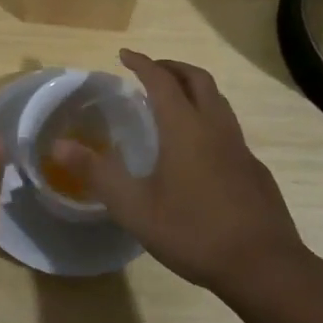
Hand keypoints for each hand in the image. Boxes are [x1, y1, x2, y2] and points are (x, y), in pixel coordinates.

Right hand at [51, 50, 307, 301]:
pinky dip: (209, 119)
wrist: (265, 267)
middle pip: (198, 79)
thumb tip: (57, 145)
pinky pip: (229, 128)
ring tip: (174, 102)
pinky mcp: (255, 170)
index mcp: (185, 128)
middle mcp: (215, 128)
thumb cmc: (194, 232)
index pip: (162, 81)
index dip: (142, 64)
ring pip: (218, 102)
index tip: (125, 55)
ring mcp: (240, 148)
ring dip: (194, 89)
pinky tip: (199, 149)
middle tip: (151, 71)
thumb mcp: (135, 208)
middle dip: (172, 67)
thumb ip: (97, 173)